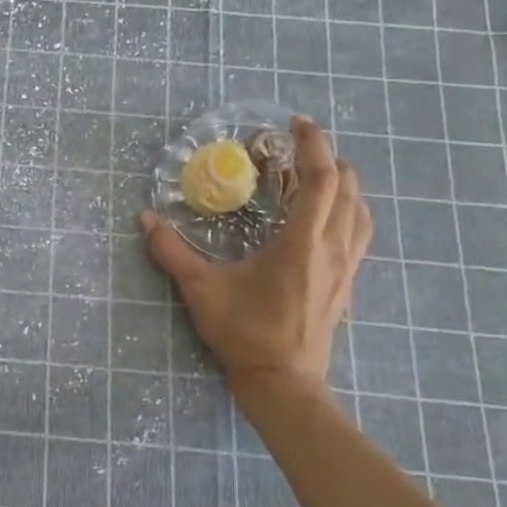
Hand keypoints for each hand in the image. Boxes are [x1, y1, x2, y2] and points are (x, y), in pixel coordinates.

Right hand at [141, 117, 371, 388]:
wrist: (283, 382)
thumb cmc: (244, 333)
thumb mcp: (201, 290)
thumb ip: (171, 252)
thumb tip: (145, 219)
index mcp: (301, 243)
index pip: (320, 180)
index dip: (314, 145)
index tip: (298, 124)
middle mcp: (332, 249)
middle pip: (348, 189)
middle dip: (329, 159)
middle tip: (299, 147)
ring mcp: (345, 268)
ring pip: (360, 212)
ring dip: (344, 185)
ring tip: (317, 176)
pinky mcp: (346, 284)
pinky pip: (358, 234)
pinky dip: (348, 212)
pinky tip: (327, 219)